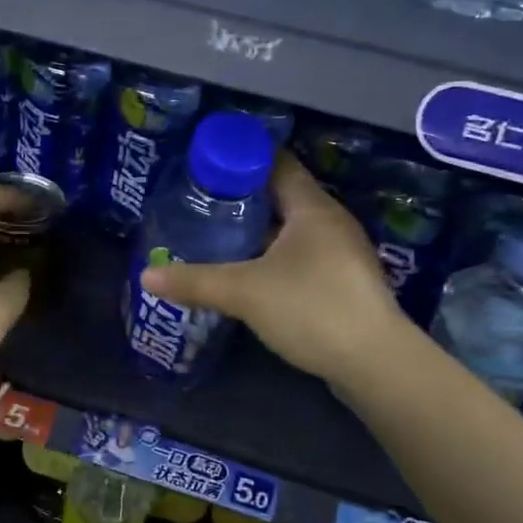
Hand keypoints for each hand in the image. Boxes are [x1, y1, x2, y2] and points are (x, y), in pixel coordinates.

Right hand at [141, 153, 403, 383]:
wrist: (375, 364)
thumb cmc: (312, 309)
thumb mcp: (244, 292)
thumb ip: (195, 281)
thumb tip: (146, 276)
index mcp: (312, 208)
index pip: (277, 164)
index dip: (242, 159)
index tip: (207, 164)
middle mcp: (331, 222)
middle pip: (283, 196)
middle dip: (244, 197)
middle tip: (202, 202)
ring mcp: (342, 254)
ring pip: (293, 229)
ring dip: (259, 230)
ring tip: (218, 234)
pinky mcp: (344, 283)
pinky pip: (302, 256)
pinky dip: (274, 256)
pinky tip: (250, 272)